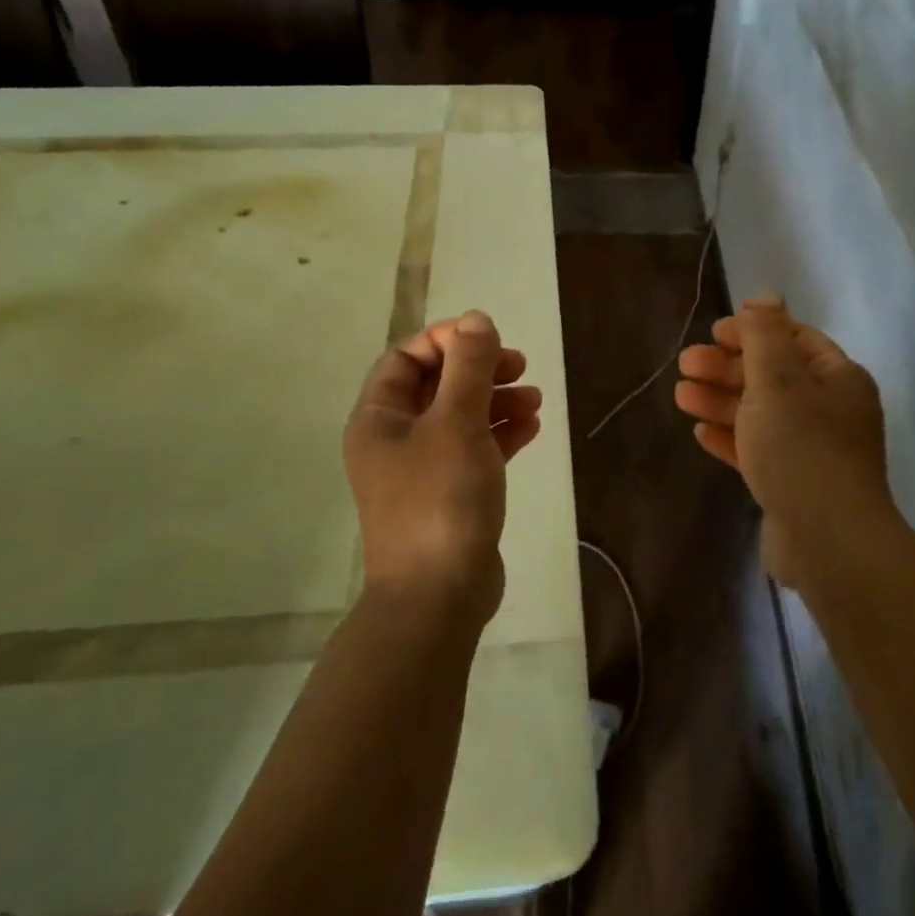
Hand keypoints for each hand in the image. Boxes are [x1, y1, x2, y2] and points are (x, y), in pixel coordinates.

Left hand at [344, 310, 541, 623]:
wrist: (439, 596)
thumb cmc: (440, 499)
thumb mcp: (457, 423)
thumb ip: (468, 367)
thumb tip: (476, 319)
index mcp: (378, 419)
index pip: (405, 359)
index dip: (446, 341)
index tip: (487, 339)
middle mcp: (394, 440)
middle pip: (436, 386)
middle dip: (478, 370)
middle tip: (519, 365)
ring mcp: (421, 470)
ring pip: (459, 417)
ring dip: (496, 400)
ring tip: (535, 397)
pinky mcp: (449, 495)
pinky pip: (474, 449)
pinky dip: (500, 433)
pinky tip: (532, 426)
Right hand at [675, 297, 894, 589]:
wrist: (828, 541)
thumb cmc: (801, 447)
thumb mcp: (777, 379)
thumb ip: (765, 334)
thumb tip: (766, 297)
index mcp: (837, 378)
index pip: (793, 339)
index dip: (752, 330)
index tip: (713, 332)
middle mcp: (830, 410)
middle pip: (772, 376)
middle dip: (727, 367)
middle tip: (685, 364)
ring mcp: (813, 450)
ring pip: (761, 414)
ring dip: (721, 401)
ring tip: (681, 397)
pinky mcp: (794, 484)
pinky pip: (759, 451)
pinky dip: (731, 438)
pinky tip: (701, 434)